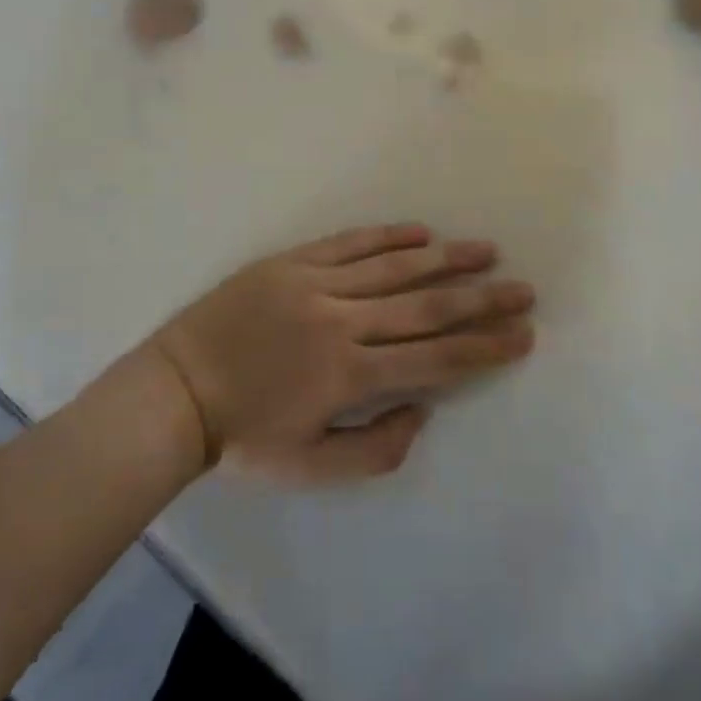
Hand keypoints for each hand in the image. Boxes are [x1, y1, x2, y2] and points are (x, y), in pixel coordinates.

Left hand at [148, 224, 535, 483]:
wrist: (177, 391)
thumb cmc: (244, 437)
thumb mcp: (309, 468)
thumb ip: (374, 449)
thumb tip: (422, 410)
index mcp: (349, 376)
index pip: (434, 359)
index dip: (484, 348)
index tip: (523, 334)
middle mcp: (342, 322)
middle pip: (425, 308)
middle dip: (480, 299)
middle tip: (522, 288)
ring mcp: (316, 285)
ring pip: (393, 267)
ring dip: (445, 259)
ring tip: (485, 250)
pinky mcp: (292, 262)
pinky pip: (349, 243)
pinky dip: (387, 236)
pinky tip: (420, 231)